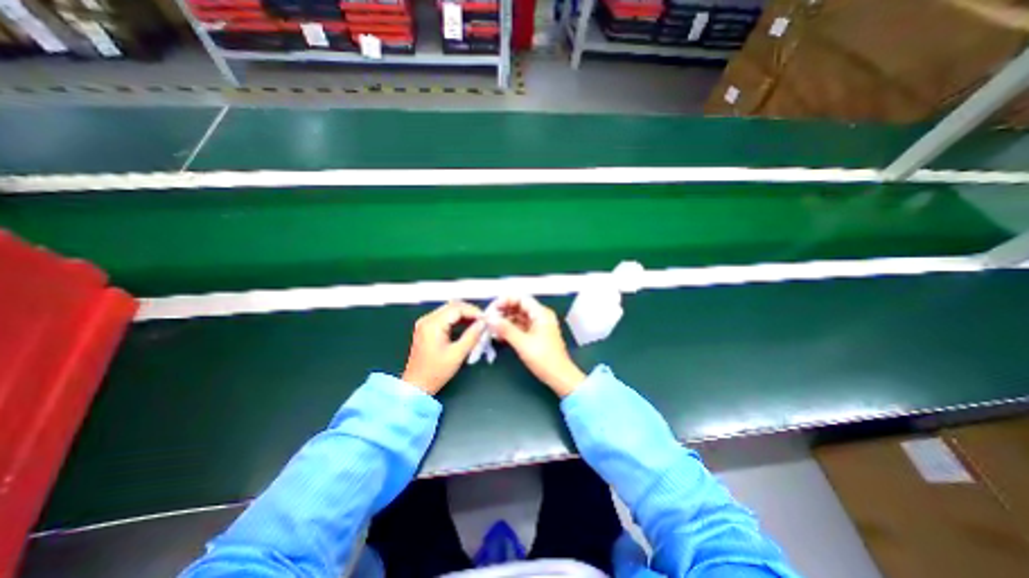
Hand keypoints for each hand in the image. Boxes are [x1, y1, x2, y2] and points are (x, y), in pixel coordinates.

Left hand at [402, 300, 487, 395]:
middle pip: (452, 306)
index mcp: (433, 324)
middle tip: (484, 321)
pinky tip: (467, 326)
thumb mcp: (457, 354)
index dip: (474, 311)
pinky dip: (457, 319)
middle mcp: (427, 319)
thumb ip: (472, 336)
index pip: (457, 308)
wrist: (416, 386)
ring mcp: (426, 323)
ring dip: (465, 315)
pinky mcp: (427, 328)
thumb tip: (483, 323)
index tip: (486, 319)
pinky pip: (445, 317)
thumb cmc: (436, 372)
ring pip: (449, 310)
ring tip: (478, 324)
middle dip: (470, 311)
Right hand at [487, 298, 581, 397]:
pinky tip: (498, 335)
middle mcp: (540, 316)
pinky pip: (519, 327)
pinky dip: (509, 329)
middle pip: (518, 306)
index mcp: (541, 314)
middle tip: (488, 319)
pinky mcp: (534, 335)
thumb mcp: (523, 344)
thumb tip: (490, 319)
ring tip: (491, 327)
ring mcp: (537, 326)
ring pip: (517, 317)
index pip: (520, 298)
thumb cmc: (545, 359)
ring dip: (504, 321)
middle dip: (503, 311)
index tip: (491, 309)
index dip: (505, 301)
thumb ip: (506, 329)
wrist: (559, 377)